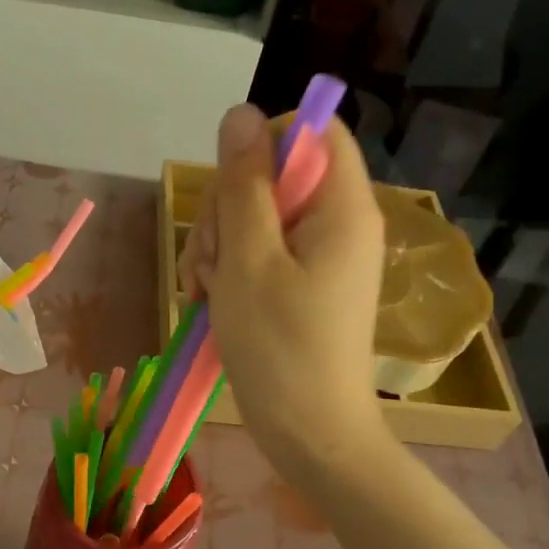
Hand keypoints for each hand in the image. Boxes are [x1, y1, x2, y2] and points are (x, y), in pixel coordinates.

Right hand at [181, 105, 388, 484]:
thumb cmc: (280, 349)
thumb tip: (241, 113)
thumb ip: (243, 184)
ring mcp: (320, 257)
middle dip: (228, 212)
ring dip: (219, 247)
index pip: (311, 132)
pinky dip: (230, 272)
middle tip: (213, 263)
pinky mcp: (303, 285)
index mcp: (342, 207)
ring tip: (207, 293)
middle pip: (274, 177)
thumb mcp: (249, 260)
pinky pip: (260, 254)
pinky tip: (211, 303)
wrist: (310, 435)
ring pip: (256, 217)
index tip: (230, 193)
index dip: (264, 147)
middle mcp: (338, 223)